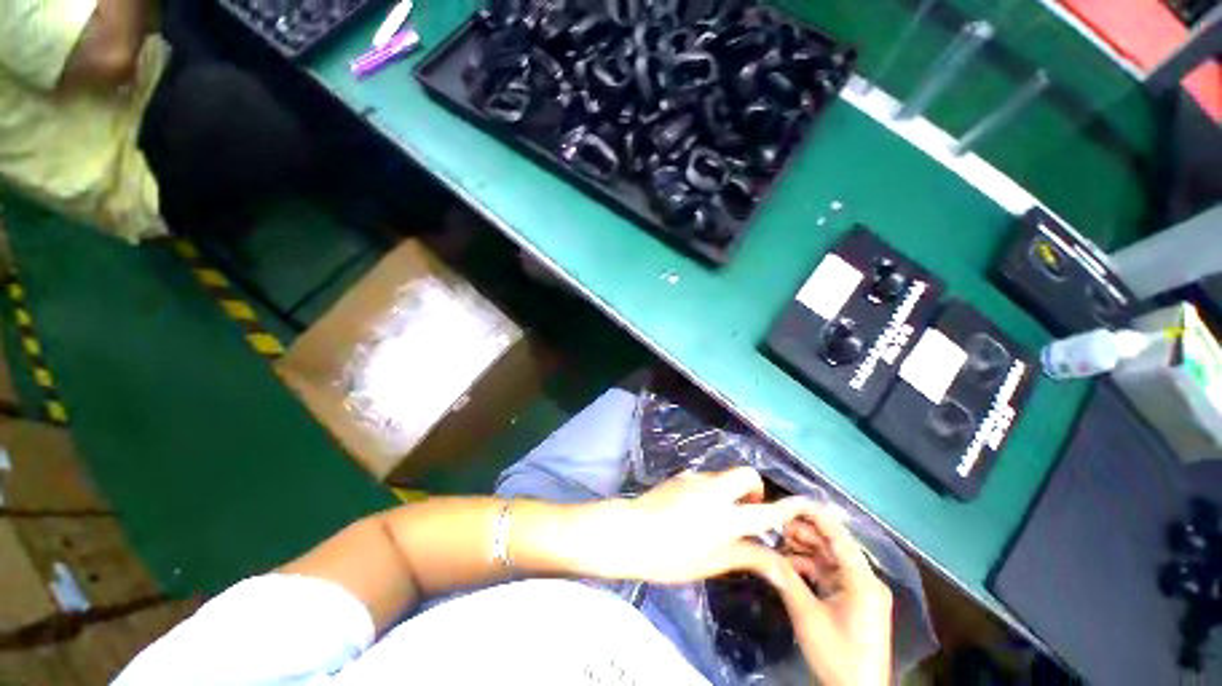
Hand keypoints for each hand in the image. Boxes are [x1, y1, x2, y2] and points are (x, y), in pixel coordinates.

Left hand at [582, 467, 814, 583]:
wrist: (631, 532)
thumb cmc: (671, 556)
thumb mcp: (711, 562)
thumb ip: (745, 555)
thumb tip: (775, 560)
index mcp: (726, 517)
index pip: (765, 511)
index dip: (787, 507)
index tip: (803, 504)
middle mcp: (714, 490)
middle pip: (747, 474)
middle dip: (755, 488)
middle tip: (745, 510)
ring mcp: (696, 478)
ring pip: (724, 475)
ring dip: (730, 490)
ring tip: (715, 514)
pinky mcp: (681, 476)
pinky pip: (706, 478)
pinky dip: (711, 489)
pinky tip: (694, 509)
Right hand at [772, 510, 893, 685]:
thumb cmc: (837, 655)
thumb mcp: (807, 615)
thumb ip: (785, 578)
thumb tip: (759, 550)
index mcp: (862, 579)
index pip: (838, 535)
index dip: (814, 515)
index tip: (788, 500)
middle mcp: (864, 579)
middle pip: (832, 545)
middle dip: (804, 532)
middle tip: (774, 524)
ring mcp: (859, 591)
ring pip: (828, 558)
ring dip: (803, 549)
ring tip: (777, 540)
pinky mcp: (852, 601)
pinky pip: (828, 574)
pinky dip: (808, 567)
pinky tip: (787, 564)